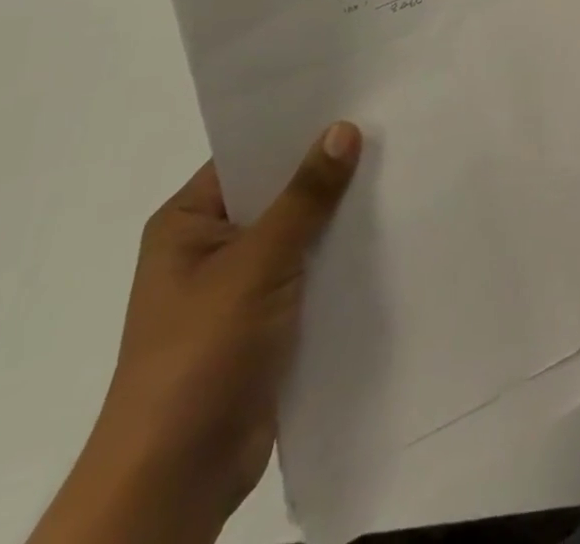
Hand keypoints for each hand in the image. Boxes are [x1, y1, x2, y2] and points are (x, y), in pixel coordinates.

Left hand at [30, 123, 362, 543]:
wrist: (177, 478)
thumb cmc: (201, 354)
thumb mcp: (257, 263)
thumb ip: (305, 196)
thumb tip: (343, 128)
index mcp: (189, 223)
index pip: (250, 155)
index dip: (298, 128)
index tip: (356, 100)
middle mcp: (212, 247)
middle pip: (280, 191)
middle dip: (329, 170)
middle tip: (391, 128)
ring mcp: (240, 286)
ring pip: (301, 232)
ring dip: (341, 214)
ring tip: (402, 170)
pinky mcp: (269, 320)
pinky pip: (311, 270)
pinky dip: (342, 255)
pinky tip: (389, 231)